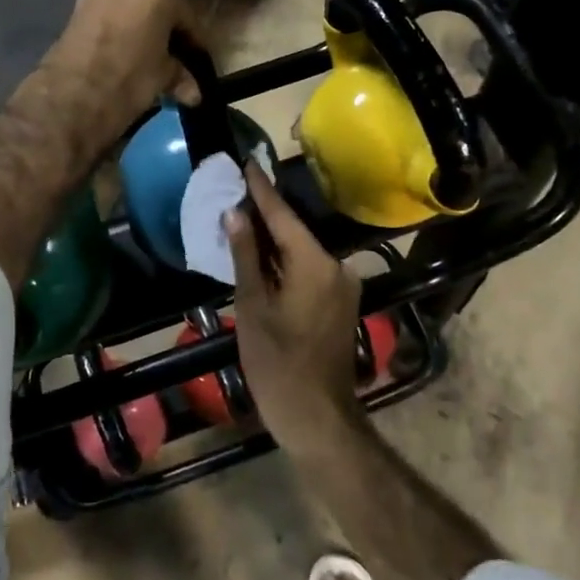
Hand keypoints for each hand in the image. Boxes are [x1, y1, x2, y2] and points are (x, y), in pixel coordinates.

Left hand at [16, 0, 197, 161]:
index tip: (200, 64)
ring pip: (130, 11)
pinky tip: (122, 58)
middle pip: (157, 7)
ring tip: (147, 62)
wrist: (71, 96)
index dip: (196, 44)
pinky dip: (118, 34)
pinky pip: (108, 19)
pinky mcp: (75, 9)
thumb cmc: (130, 78)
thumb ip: (180, 76)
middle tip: (174, 62)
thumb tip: (193, 92)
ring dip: (140, 32)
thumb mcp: (163, 77)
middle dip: (166, 34)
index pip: (188, 17)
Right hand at [226, 162, 365, 454]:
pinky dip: (287, 262)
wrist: (318, 417)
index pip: (283, 215)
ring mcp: (343, 285)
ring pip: (302, 252)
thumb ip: (246, 255)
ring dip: (274, 241)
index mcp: (315, 263)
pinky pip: (310, 270)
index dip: (261, 189)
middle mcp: (337, 266)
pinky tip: (263, 258)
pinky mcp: (341, 302)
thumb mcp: (253, 306)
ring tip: (242, 222)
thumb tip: (236, 213)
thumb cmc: (277, 362)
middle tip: (235, 194)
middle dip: (265, 215)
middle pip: (294, 232)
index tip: (246, 162)